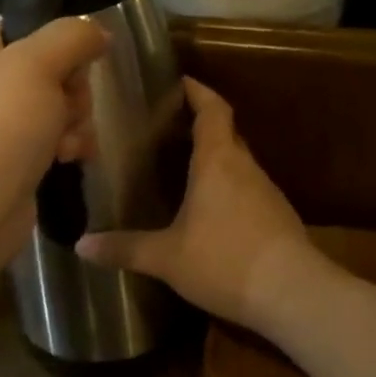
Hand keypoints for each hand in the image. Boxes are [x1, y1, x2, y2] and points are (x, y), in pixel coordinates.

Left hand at [0, 18, 107, 280]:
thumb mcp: (37, 64)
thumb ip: (72, 36)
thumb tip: (98, 32)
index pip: (29, 28)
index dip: (60, 45)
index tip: (73, 67)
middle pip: (51, 69)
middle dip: (72, 92)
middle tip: (66, 110)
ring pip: (57, 106)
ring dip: (74, 122)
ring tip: (66, 144)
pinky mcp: (8, 159)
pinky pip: (51, 138)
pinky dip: (65, 147)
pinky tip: (67, 160)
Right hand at [76, 78, 320, 332]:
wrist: (294, 294)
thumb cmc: (225, 261)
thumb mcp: (167, 258)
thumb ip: (125, 248)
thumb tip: (81, 245)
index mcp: (217, 161)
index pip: (212, 110)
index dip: (198, 92)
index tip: (181, 82)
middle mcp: (245, 167)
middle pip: (226, 133)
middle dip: (202, 126)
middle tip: (169, 129)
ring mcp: (267, 192)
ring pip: (238, 164)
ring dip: (216, 160)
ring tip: (184, 169)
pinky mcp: (279, 217)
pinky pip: (248, 190)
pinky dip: (229, 189)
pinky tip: (212, 212)